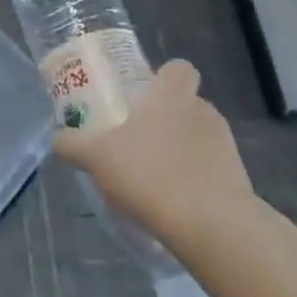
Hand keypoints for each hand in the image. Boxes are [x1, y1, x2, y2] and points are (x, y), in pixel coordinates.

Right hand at [52, 60, 256, 231]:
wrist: (213, 228)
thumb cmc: (151, 173)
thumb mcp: (96, 157)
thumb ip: (73, 145)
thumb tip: (57, 139)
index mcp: (172, 94)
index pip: (179, 68)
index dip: (163, 77)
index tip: (143, 96)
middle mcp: (203, 112)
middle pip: (186, 104)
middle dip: (164, 120)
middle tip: (136, 142)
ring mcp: (226, 147)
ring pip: (198, 139)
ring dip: (180, 153)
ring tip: (153, 180)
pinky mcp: (239, 183)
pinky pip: (211, 173)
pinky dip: (194, 183)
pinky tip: (172, 206)